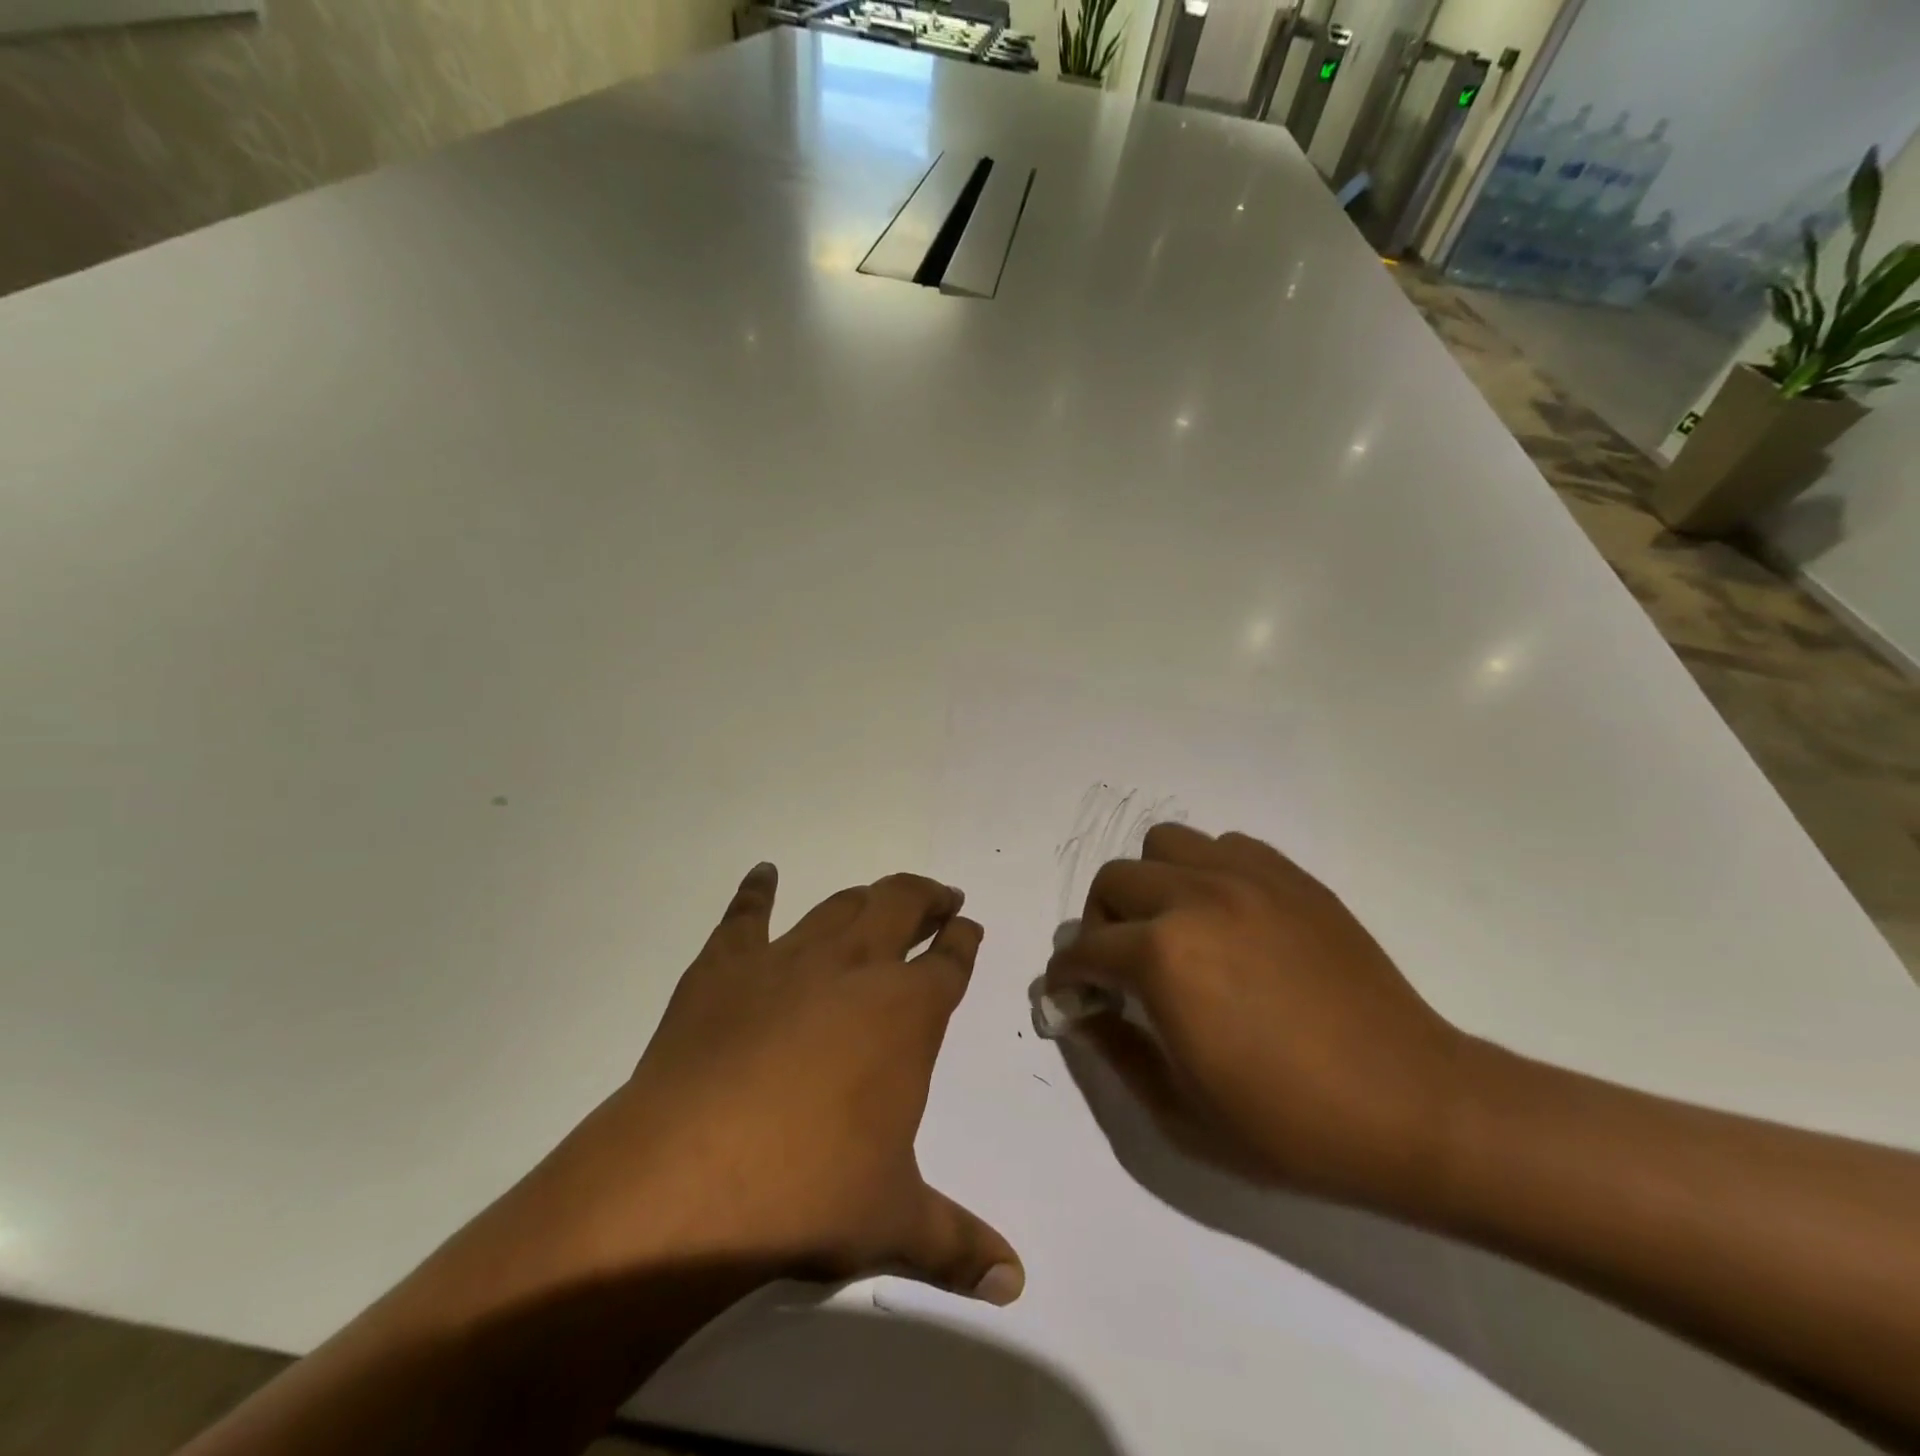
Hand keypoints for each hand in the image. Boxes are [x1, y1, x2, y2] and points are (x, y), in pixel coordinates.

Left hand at [533, 863, 1023, 1303]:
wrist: (688, 1179)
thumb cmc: (808, 1193)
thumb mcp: (893, 1222)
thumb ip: (958, 1245)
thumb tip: (1014, 1284)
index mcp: (906, 1013)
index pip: (949, 961)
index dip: (963, 939)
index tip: (969, 926)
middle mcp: (854, 968)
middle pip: (900, 905)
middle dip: (926, 897)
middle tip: (939, 897)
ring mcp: (786, 959)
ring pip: (838, 905)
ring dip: (865, 896)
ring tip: (878, 895)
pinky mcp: (723, 967)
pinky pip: (745, 915)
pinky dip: (756, 891)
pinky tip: (763, 874)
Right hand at [1046, 824, 1469, 1208]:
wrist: (1412, 1108)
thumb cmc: (1290, 1125)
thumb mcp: (1180, 1113)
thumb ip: (1116, 1051)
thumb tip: (1083, 1012)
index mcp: (1164, 957)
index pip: (1086, 949)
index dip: (1067, 975)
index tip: (1070, 994)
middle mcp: (1197, 898)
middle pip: (1114, 881)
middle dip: (1101, 924)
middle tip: (1120, 965)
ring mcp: (1248, 879)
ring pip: (1166, 845)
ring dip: (1151, 884)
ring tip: (1173, 927)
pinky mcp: (1292, 878)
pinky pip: (1225, 847)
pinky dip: (1207, 872)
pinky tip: (1227, 918)